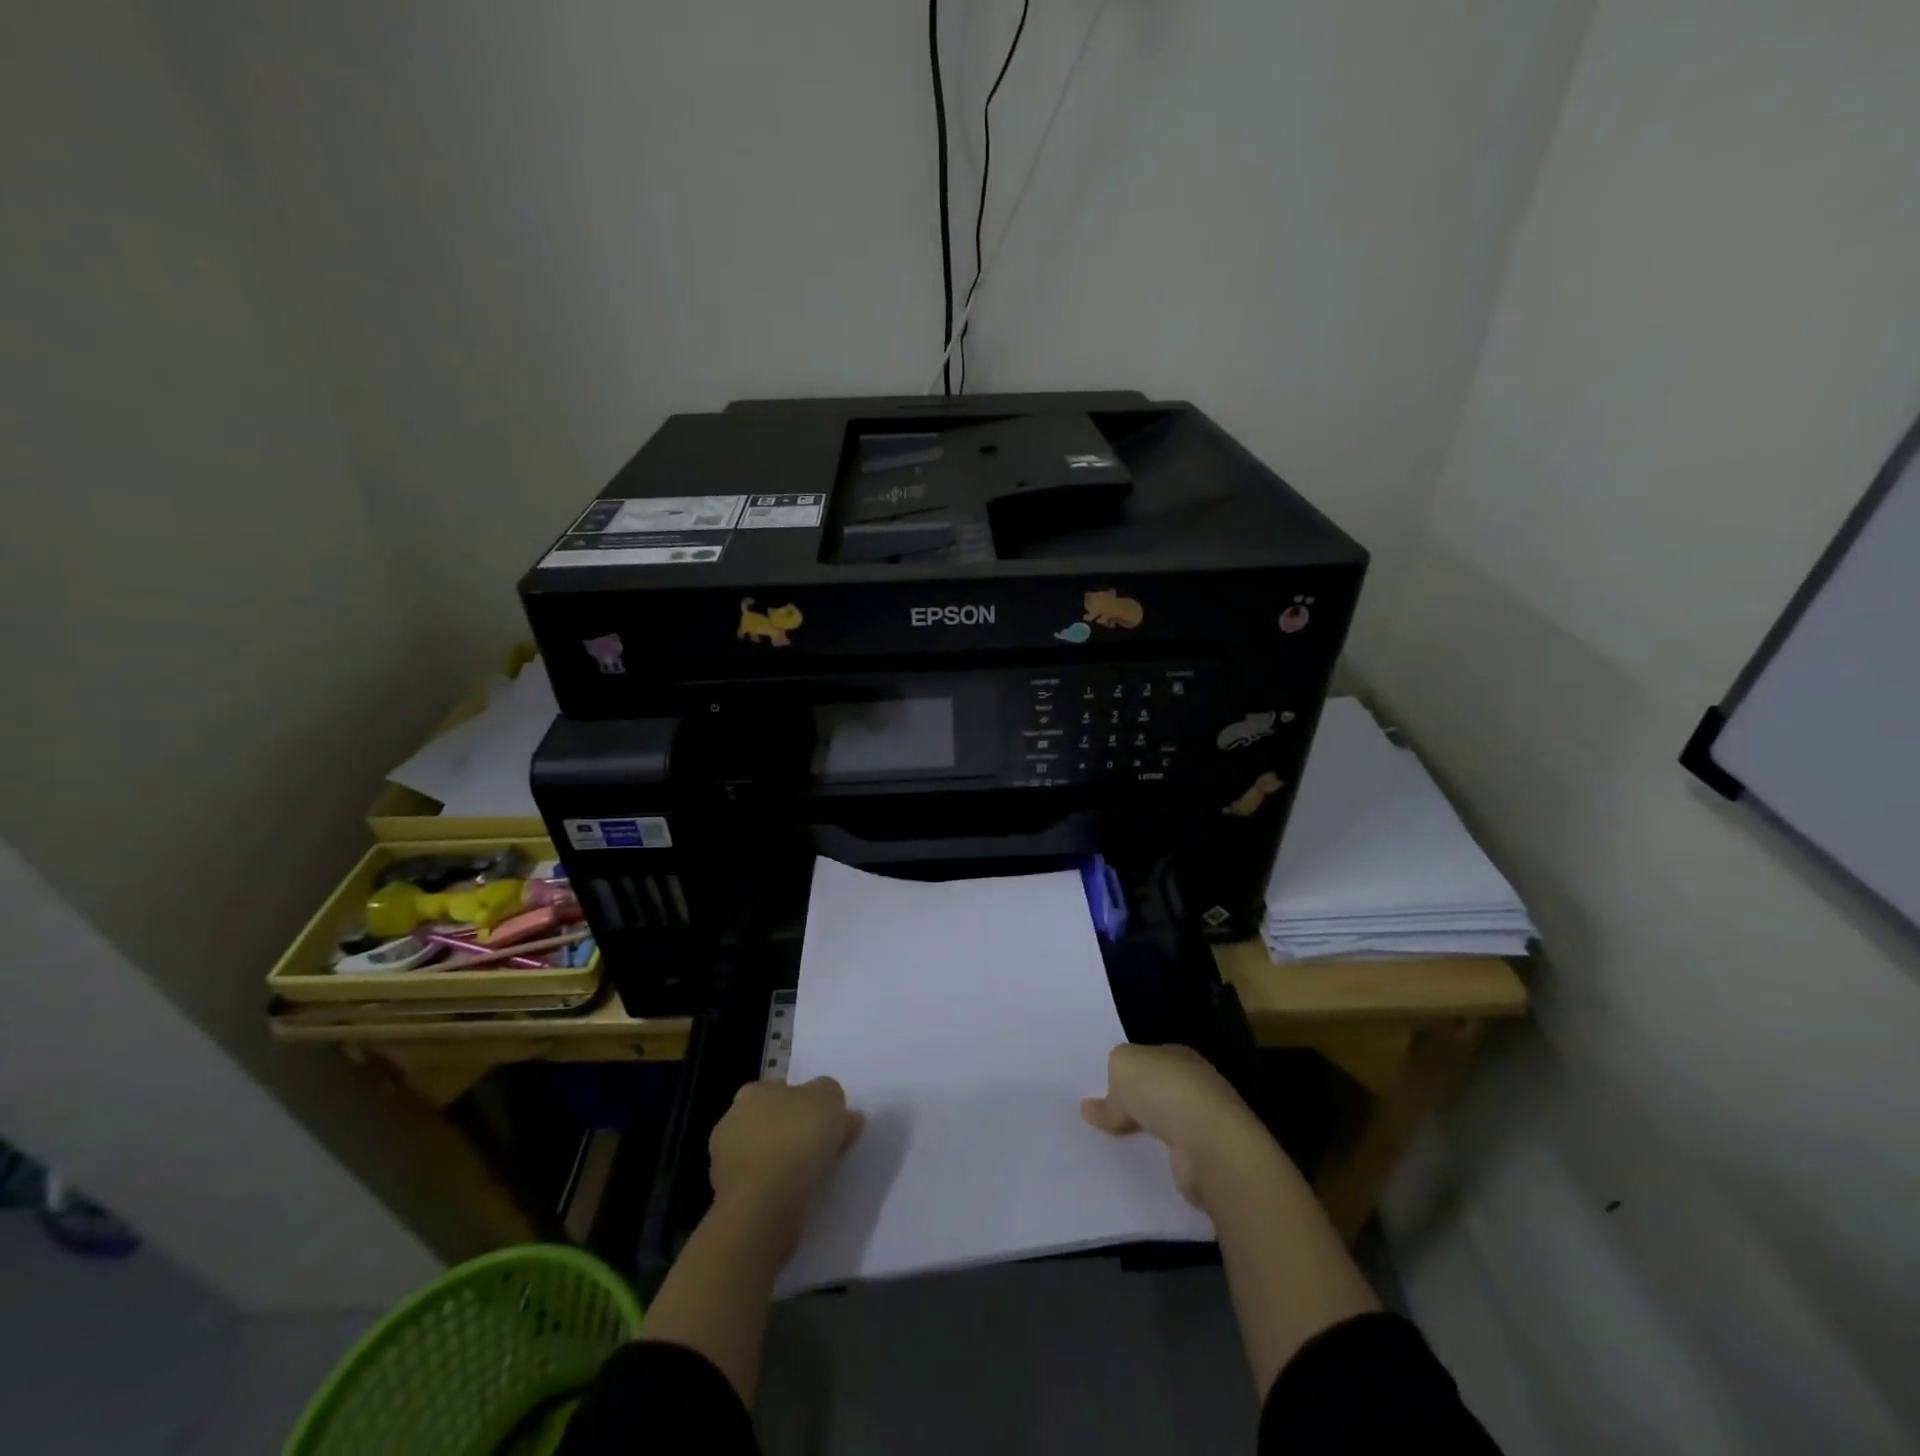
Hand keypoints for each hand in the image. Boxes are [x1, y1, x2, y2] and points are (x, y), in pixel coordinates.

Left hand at [709, 1077, 863, 1239]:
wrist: (765, 1206)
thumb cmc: (796, 1139)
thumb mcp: (829, 1098)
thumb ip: (832, 1096)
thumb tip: (838, 1111)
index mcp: (752, 1092)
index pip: (780, 1089)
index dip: (804, 1101)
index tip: (824, 1119)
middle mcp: (731, 1121)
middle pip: (769, 1121)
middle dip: (791, 1131)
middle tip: (821, 1147)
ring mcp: (723, 1163)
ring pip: (763, 1155)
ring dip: (782, 1162)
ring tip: (812, 1176)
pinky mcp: (727, 1200)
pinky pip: (760, 1186)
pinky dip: (775, 1189)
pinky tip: (795, 1196)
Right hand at [1081, 1043, 1269, 1211]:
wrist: (1208, 1143)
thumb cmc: (1164, 1091)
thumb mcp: (1122, 1066)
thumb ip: (1111, 1080)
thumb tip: (1093, 1107)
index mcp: (1178, 1055)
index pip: (1150, 1060)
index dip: (1128, 1072)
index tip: (1107, 1089)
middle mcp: (1196, 1084)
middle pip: (1159, 1091)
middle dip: (1138, 1102)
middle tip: (1107, 1118)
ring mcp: (1205, 1121)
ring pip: (1167, 1122)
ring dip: (1149, 1131)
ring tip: (1118, 1144)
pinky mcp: (1207, 1157)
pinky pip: (1174, 1152)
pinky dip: (1160, 1156)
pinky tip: (1142, 1162)